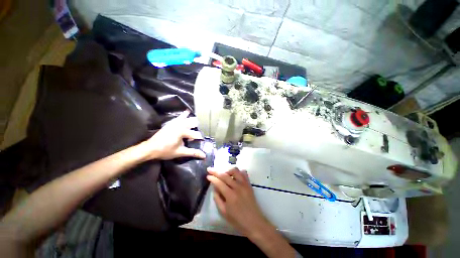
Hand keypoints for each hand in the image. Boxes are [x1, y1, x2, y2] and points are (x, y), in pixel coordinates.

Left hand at [140, 110, 205, 159]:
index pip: (196, 134)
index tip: (204, 141)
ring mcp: (175, 123)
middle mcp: (180, 125)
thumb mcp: (180, 152)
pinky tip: (187, 111)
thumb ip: (193, 152)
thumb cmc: (165, 151)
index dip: (201, 138)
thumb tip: (204, 155)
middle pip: (193, 123)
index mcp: (182, 132)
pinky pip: (179, 117)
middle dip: (200, 126)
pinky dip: (184, 115)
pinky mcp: (171, 123)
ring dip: (194, 119)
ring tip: (201, 119)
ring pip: (187, 119)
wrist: (150, 148)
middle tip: (206, 128)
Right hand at [207, 167, 268, 236]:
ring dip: (227, 170)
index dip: (212, 178)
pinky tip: (234, 175)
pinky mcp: (249, 184)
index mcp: (230, 195)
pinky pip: (244, 173)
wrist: (254, 222)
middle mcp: (237, 187)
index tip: (207, 175)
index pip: (219, 183)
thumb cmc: (237, 220)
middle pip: (225, 175)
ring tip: (223, 174)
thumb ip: (217, 198)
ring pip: (235, 170)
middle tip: (210, 169)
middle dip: (216, 171)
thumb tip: (214, 187)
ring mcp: (244, 184)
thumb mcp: (223, 212)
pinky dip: (238, 172)